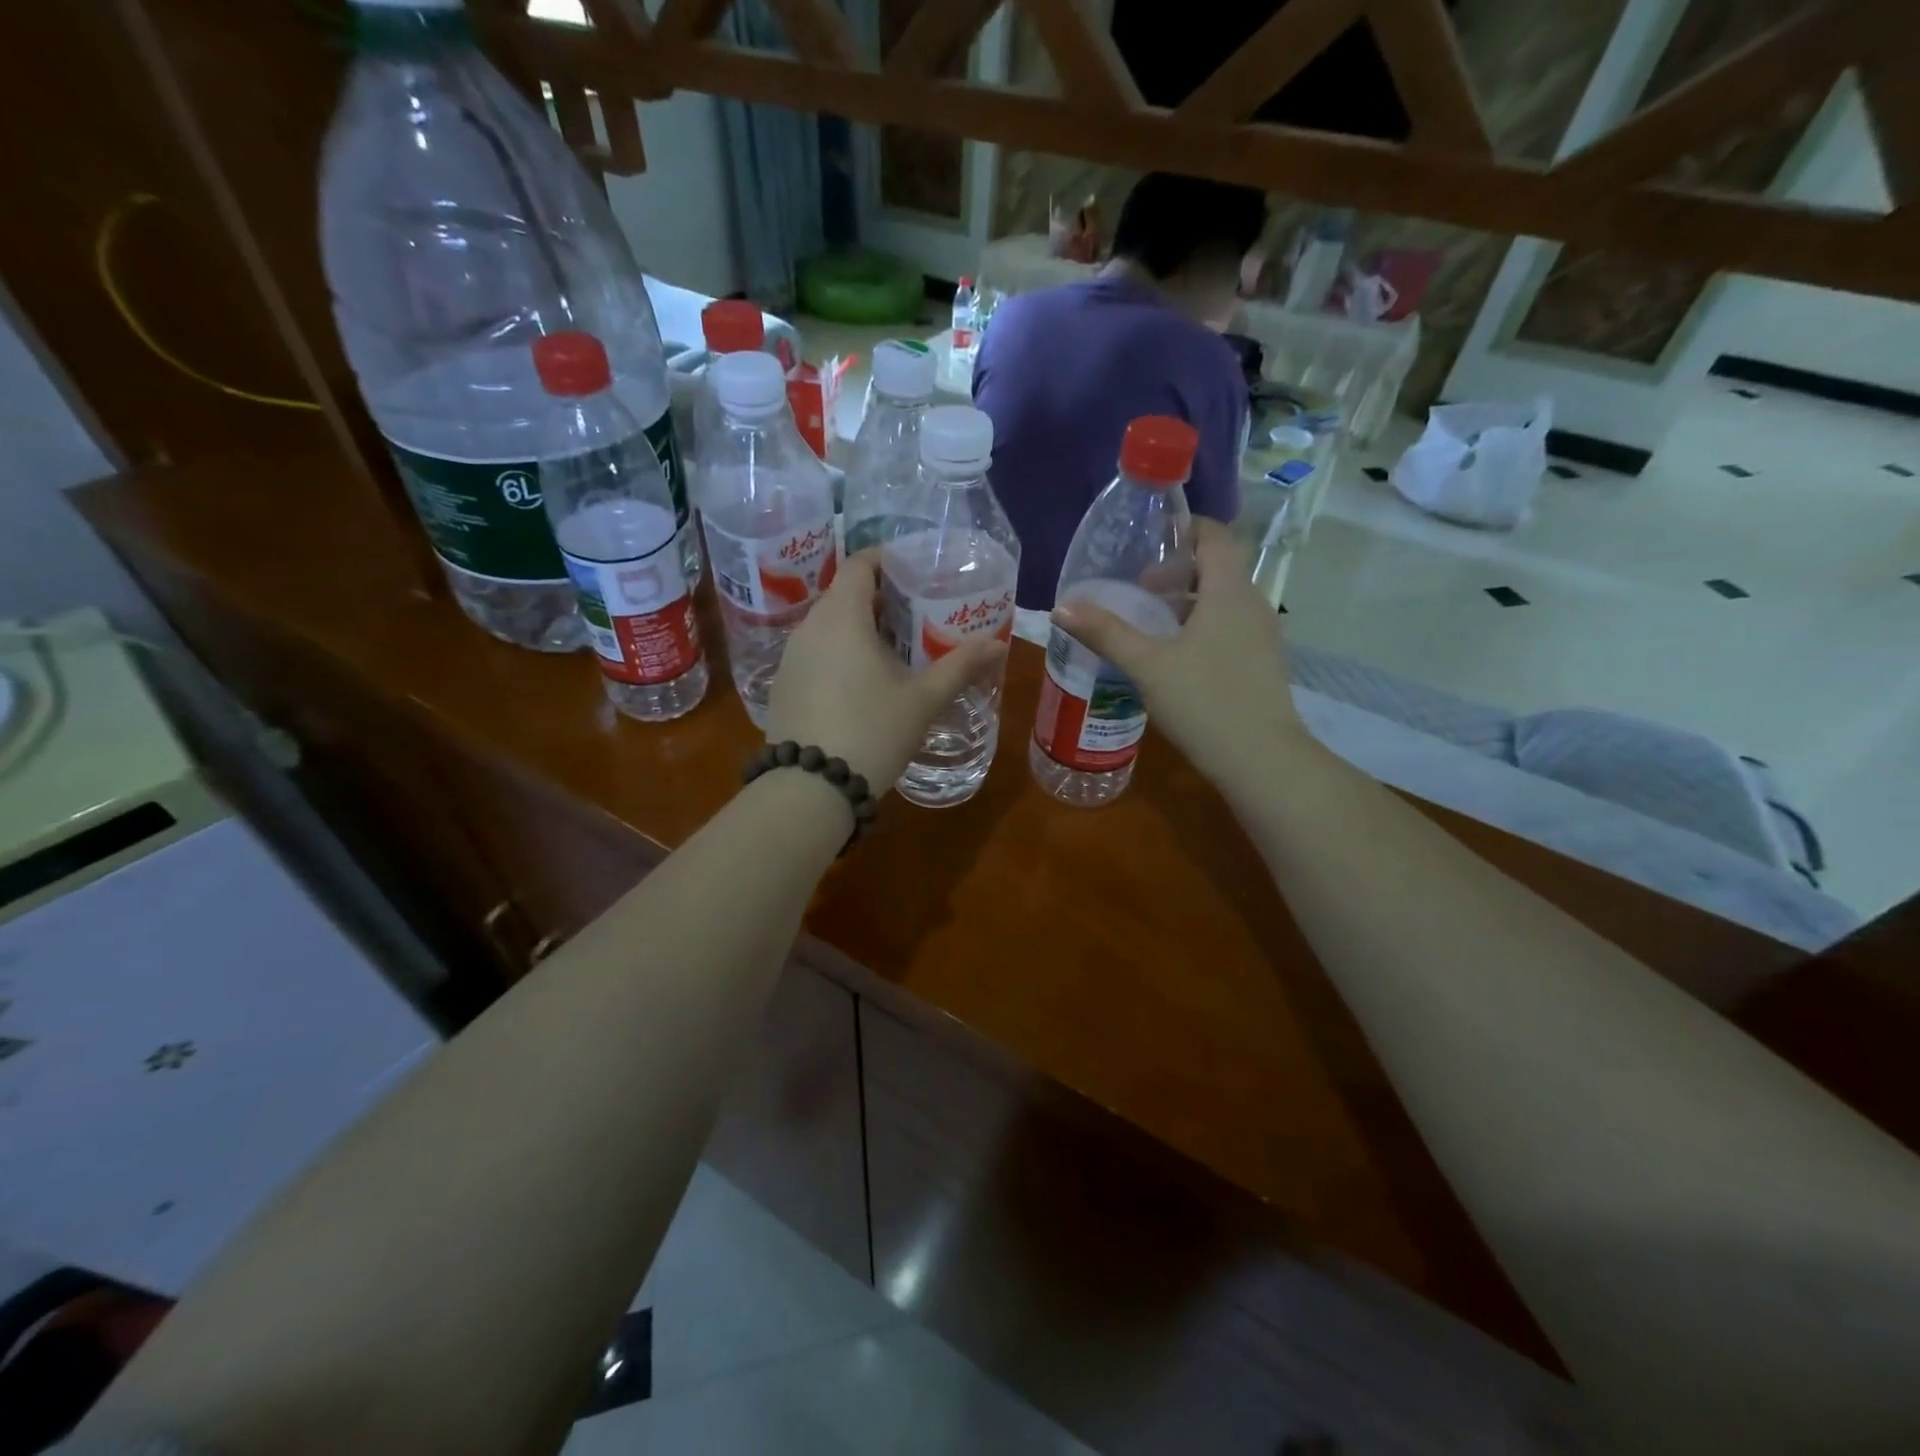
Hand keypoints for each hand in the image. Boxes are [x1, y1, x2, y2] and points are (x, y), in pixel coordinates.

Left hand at [765, 550, 1007, 790]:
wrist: (811, 788)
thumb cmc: (872, 732)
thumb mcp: (922, 700)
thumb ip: (960, 666)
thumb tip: (999, 645)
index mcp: (842, 617)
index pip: (859, 564)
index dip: (887, 560)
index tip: (916, 572)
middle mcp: (809, 627)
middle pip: (844, 594)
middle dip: (881, 598)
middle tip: (918, 614)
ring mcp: (791, 658)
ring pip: (828, 626)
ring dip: (860, 628)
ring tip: (896, 649)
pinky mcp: (783, 686)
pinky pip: (815, 653)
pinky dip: (840, 653)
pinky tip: (863, 682)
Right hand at [1052, 518, 1307, 786]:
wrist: (1261, 761)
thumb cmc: (1203, 702)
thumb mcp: (1146, 666)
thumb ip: (1106, 633)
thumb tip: (1061, 608)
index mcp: (1229, 592)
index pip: (1216, 536)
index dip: (1184, 529)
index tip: (1149, 542)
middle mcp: (1253, 605)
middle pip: (1218, 568)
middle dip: (1177, 571)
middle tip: (1138, 589)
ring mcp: (1263, 636)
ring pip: (1224, 601)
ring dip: (1188, 601)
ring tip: (1150, 624)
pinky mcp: (1262, 664)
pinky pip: (1230, 627)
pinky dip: (1202, 626)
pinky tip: (1174, 658)